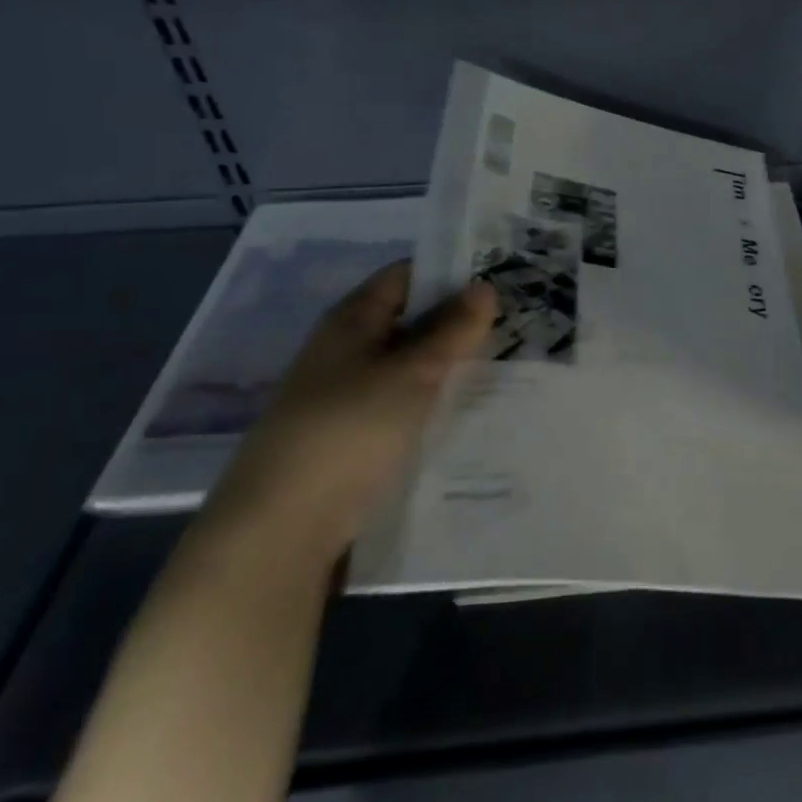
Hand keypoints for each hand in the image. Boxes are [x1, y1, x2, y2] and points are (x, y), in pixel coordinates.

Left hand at [204, 262, 496, 563]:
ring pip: (411, 368)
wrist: (283, 529)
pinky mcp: (355, 439)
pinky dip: (436, 404)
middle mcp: (346, 352)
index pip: (405, 276)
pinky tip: (473, 413)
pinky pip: (405, 407)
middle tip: (519, 323)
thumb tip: (485, 285)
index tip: (501, 276)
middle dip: (460, 323)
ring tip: (510, 366)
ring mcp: (348, 398)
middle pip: (410, 322)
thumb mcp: (411, 372)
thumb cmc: (348, 430)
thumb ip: (452, 329)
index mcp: (351, 321)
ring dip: (452, 367)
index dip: (450, 271)